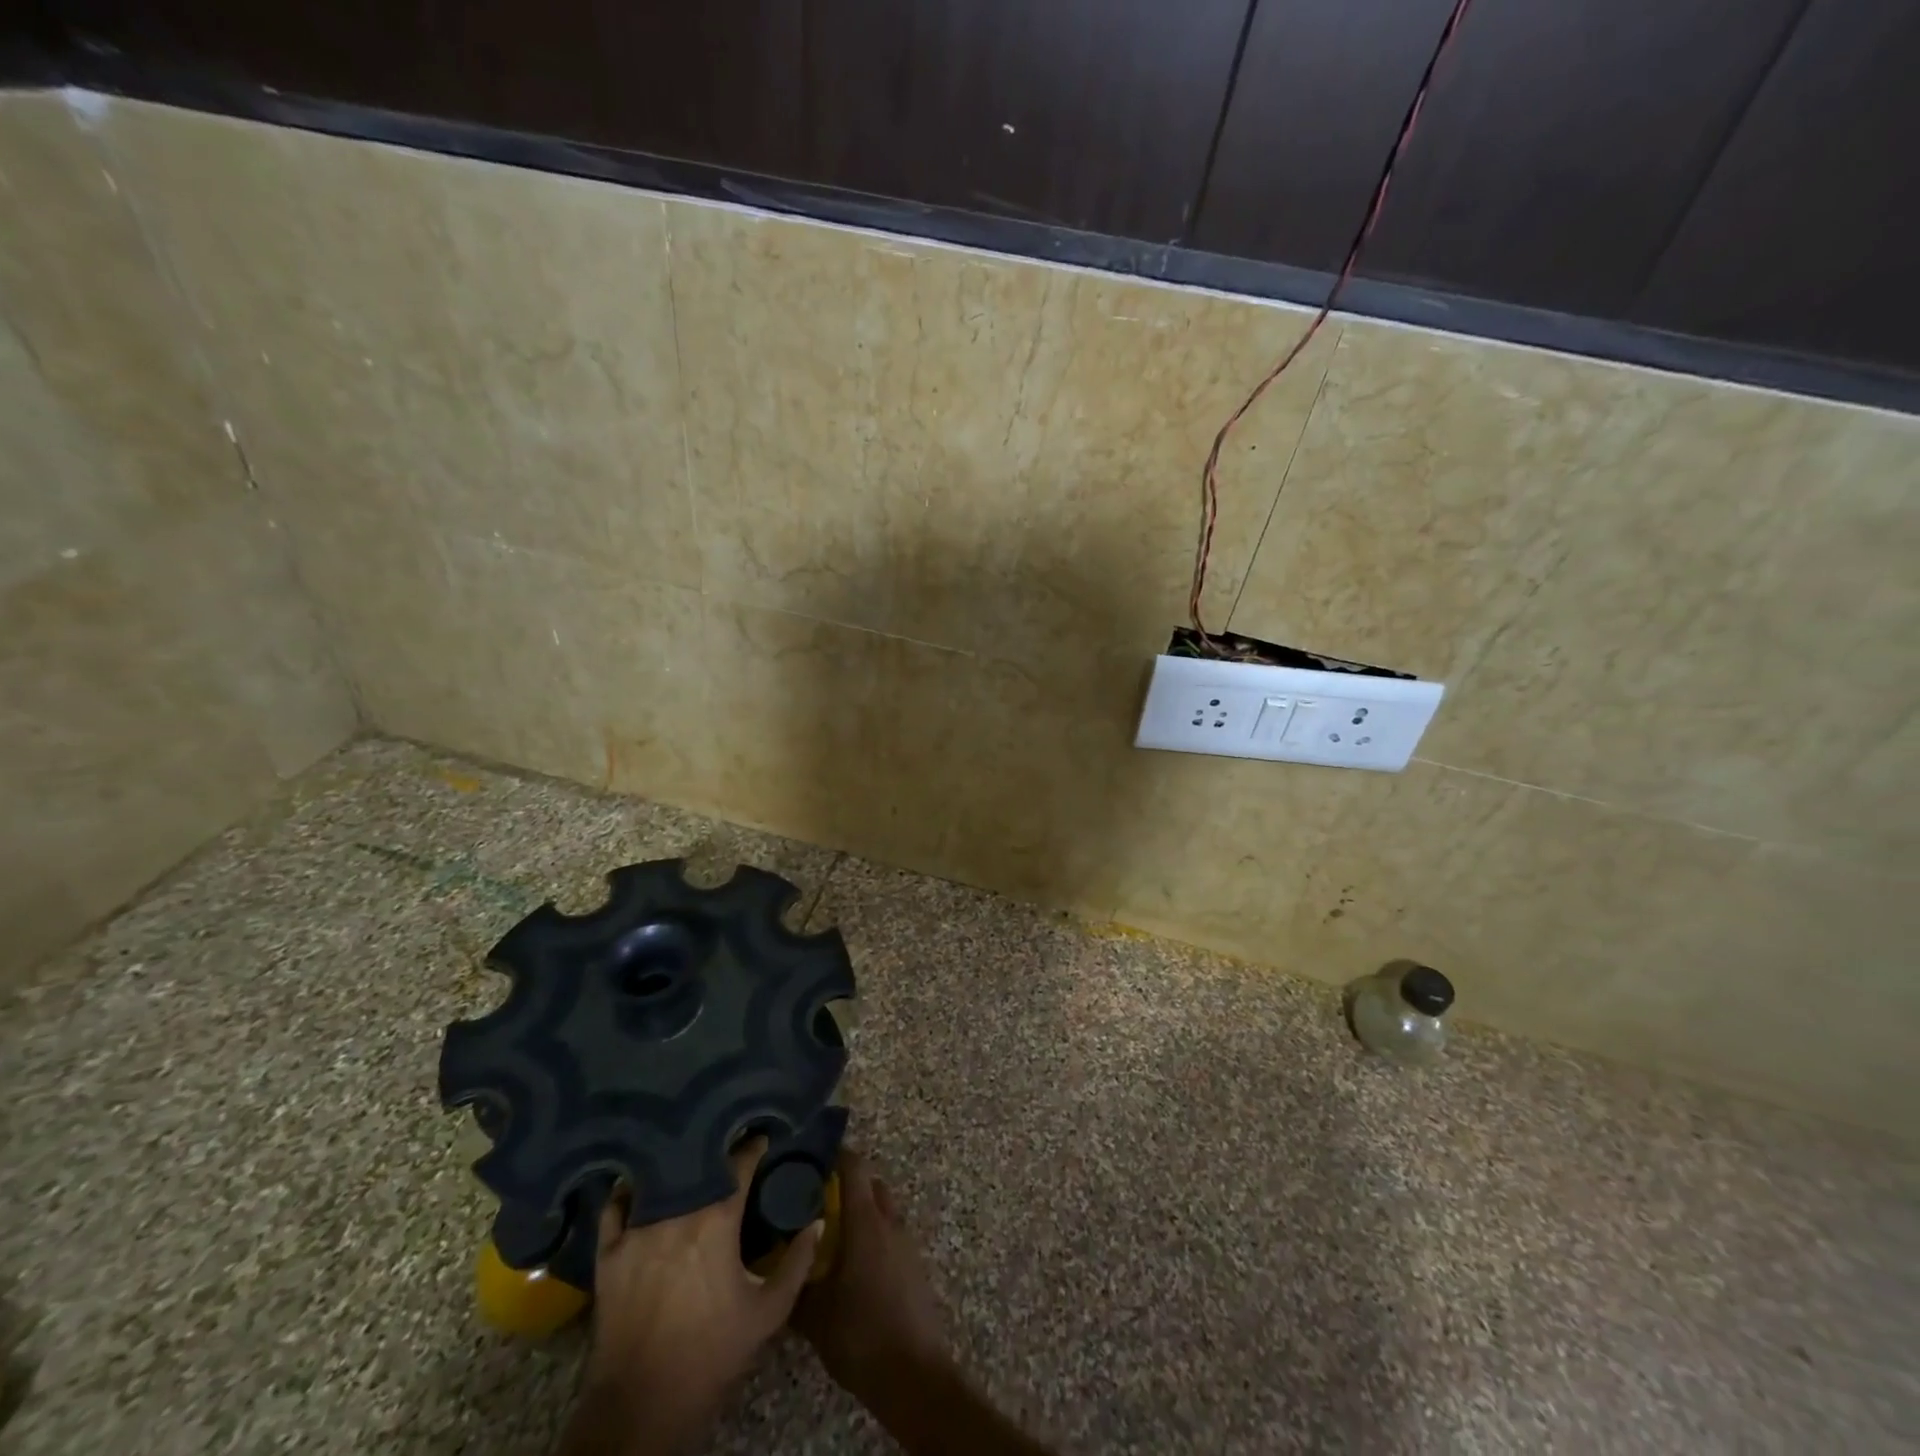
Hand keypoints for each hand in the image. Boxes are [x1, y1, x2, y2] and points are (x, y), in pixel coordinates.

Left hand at [561, 1139, 821, 1455]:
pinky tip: (639, 1186)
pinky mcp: (609, 1253)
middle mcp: (676, 1214)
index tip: (764, 1137)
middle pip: (699, 1165)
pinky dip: (628, 1192)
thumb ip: (798, 1263)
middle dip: (717, 1152)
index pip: (740, 1164)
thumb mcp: (768, 1313)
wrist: (642, 1408)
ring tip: (690, 1160)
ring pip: (659, 1179)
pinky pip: (615, 1207)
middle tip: (729, 1145)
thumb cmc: (711, 1356)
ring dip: (677, 1167)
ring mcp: (637, 1231)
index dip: (755, 1147)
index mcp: (717, 1221)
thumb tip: (817, 1221)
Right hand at [794, 1150, 950, 1409]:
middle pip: (870, 1184)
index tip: (812, 1158)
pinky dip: (873, 1235)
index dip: (836, 1155)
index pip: (855, 1167)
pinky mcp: (913, 1264)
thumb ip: (795, 1284)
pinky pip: (890, 1234)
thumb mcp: (815, 1315)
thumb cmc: (861, 1334)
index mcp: (866, 1221)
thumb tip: (777, 1266)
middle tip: (816, 1200)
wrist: (912, 1373)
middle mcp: (889, 1221)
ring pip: (882, 1209)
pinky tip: (853, 1263)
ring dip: (861, 1212)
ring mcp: (905, 1242)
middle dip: (847, 1185)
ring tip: (831, 1233)